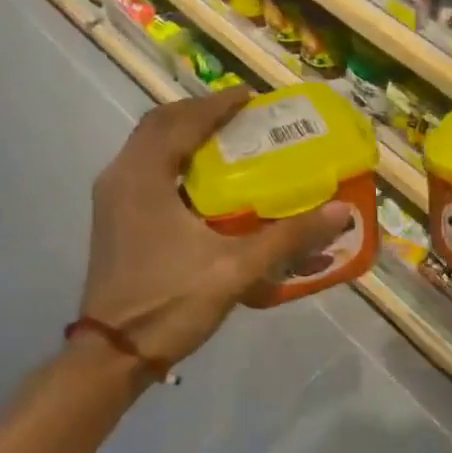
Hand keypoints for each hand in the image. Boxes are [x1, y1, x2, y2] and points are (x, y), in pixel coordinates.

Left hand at [80, 90, 351, 370]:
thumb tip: (340, 211)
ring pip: (148, 146)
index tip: (251, 96)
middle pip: (160, 125)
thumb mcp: (235, 269)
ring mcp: (111, 198)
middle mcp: (120, 176)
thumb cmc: (169, 304)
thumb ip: (288, 237)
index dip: (218, 105)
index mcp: (143, 177)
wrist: (112, 356)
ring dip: (184, 134)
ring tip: (225, 139)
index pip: (182, 122)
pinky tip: (202, 180)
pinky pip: (144, 168)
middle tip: (240, 116)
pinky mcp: (113, 218)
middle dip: (199, 114)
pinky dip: (173, 159)